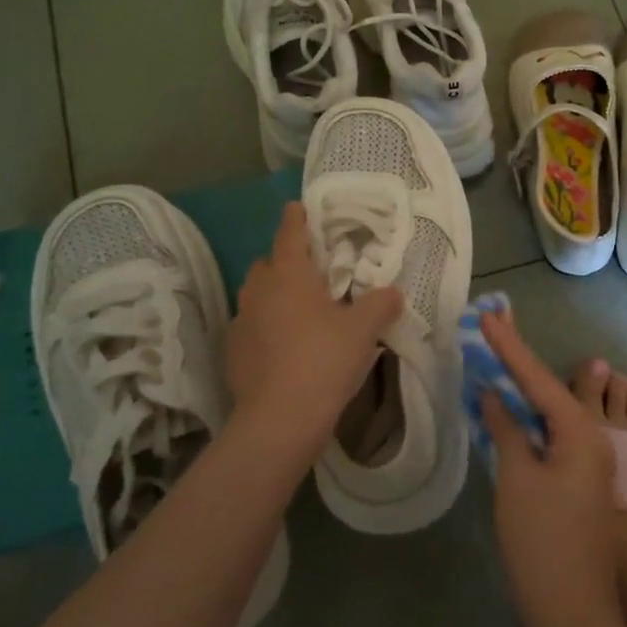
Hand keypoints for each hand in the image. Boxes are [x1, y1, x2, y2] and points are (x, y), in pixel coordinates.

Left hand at [227, 202, 402, 467]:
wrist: (280, 419)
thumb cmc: (324, 360)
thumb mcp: (364, 330)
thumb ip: (380, 304)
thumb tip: (393, 291)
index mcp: (289, 274)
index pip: (290, 233)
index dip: (296, 218)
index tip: (298, 207)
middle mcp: (258, 291)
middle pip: (268, 264)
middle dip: (285, 262)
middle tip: (312, 273)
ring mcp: (241, 322)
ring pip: (256, 296)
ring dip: (274, 296)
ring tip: (299, 311)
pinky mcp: (233, 352)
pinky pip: (250, 327)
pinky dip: (265, 328)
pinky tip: (283, 347)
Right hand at [480, 308, 626, 626]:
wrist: (573, 612)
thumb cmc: (541, 541)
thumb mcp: (517, 480)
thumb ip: (507, 430)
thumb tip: (493, 396)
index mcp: (580, 433)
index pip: (537, 379)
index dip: (510, 347)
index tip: (488, 316)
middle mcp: (591, 439)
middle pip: (547, 390)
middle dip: (518, 361)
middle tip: (492, 328)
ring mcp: (587, 463)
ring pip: (550, 414)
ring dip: (523, 390)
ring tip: (495, 359)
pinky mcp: (578, 482)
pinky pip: (551, 436)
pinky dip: (528, 420)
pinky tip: (509, 410)